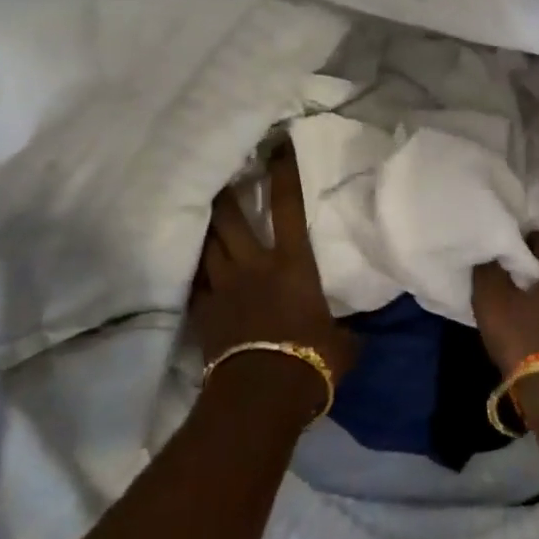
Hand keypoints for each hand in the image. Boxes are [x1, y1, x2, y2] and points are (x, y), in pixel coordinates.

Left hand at [190, 144, 357, 382]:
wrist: (264, 392)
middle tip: (219, 172)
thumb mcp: (343, 343)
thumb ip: (343, 330)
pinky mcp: (204, 312)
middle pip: (230, 219)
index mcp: (293, 265)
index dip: (283, 175)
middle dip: (225, 194)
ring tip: (201, 211)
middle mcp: (253, 266)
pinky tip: (189, 264)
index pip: (288, 208)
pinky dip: (194, 272)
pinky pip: (194, 284)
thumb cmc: (313, 360)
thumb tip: (349, 334)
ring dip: (205, 228)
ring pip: (207, 246)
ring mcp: (223, 287)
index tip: (277, 147)